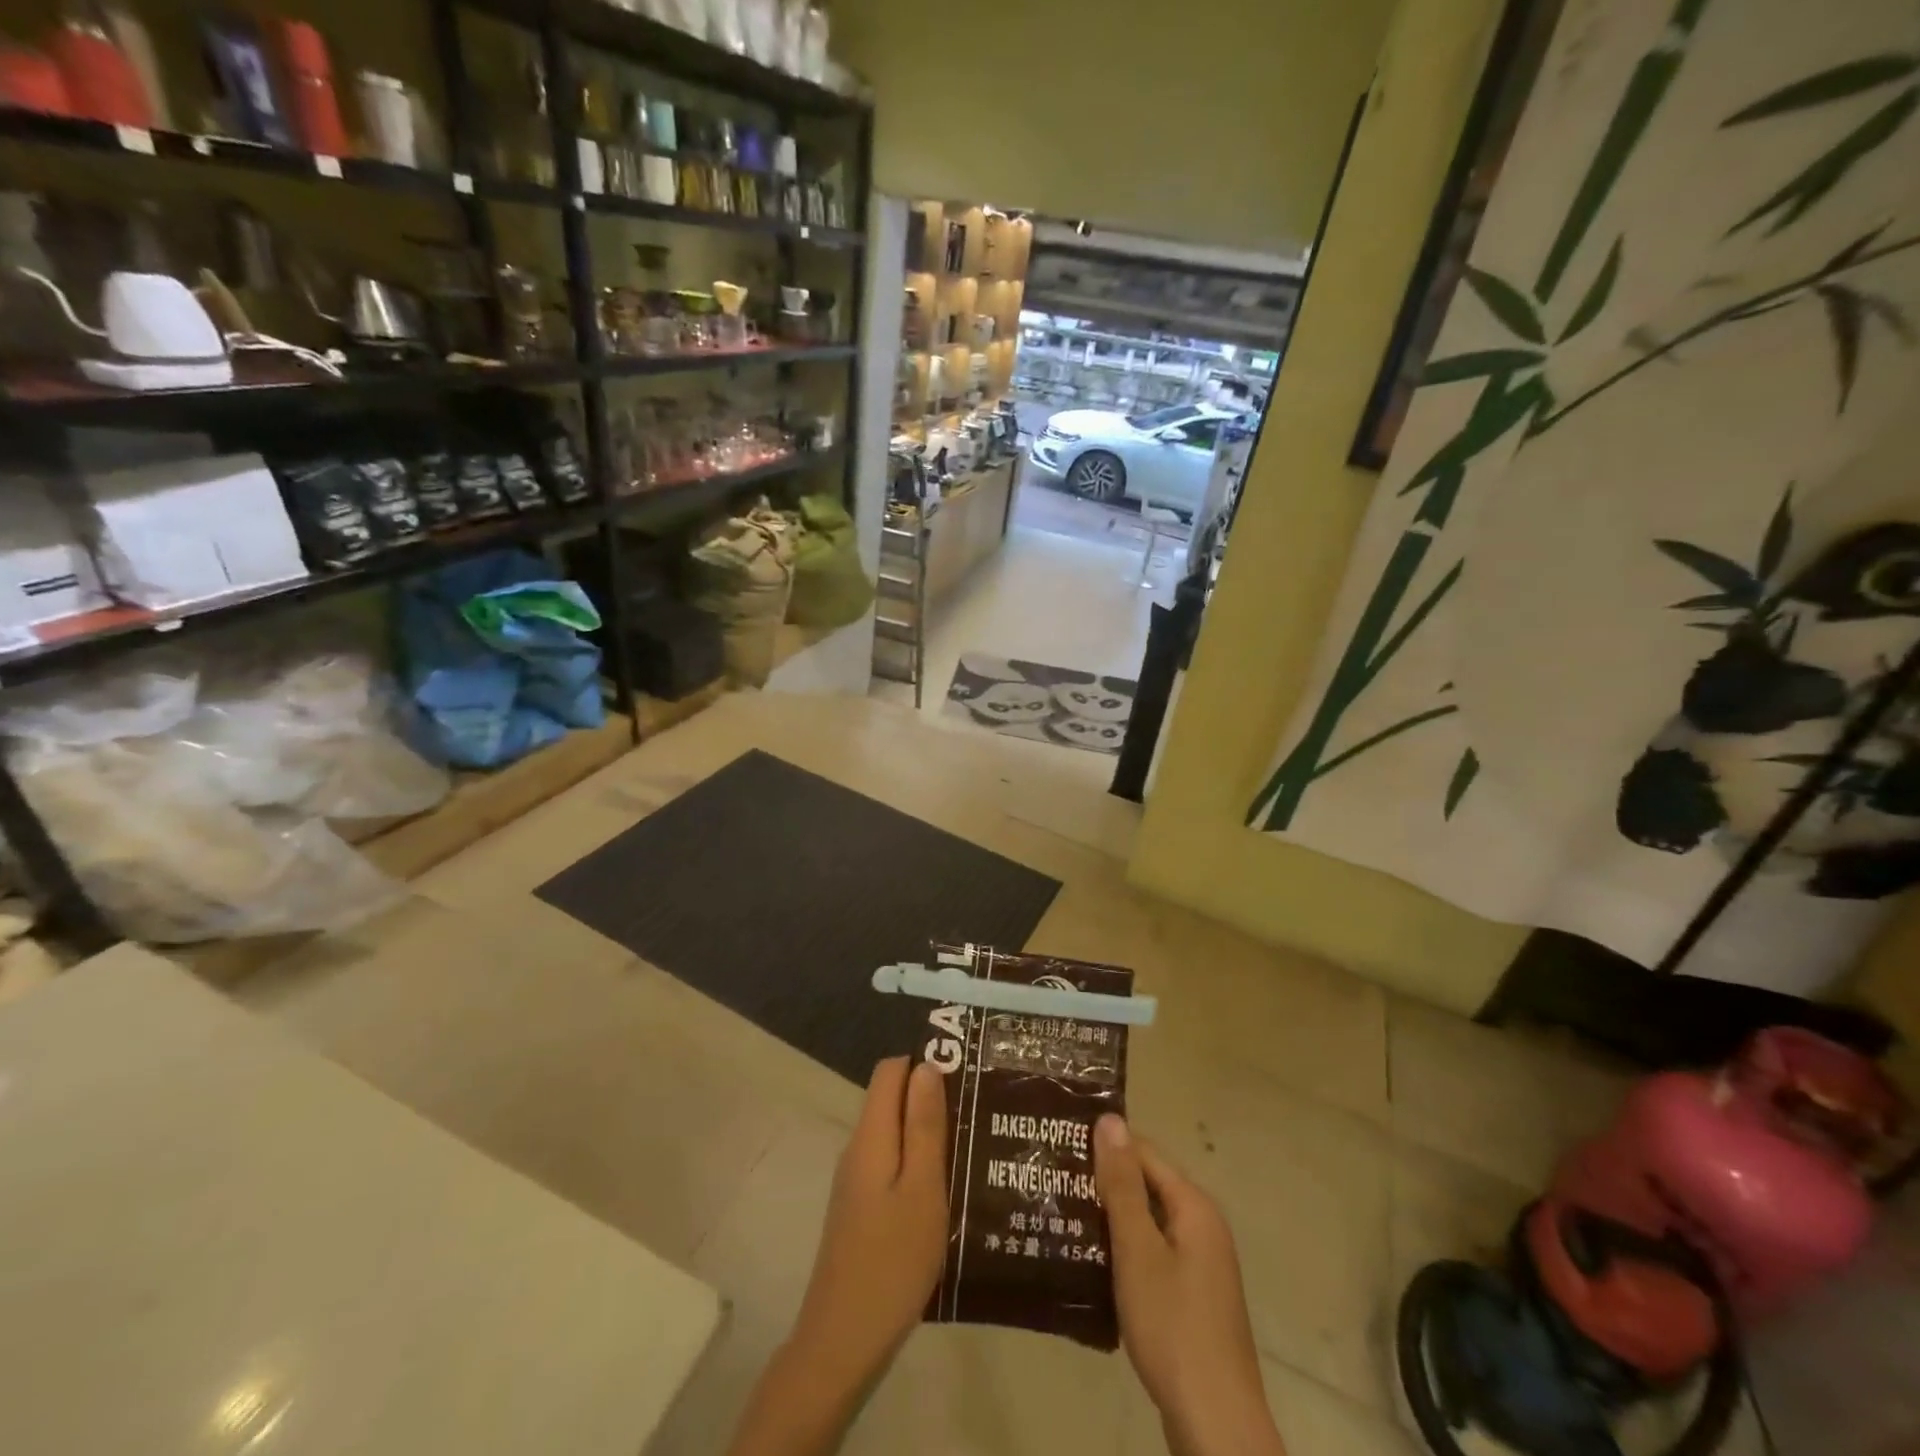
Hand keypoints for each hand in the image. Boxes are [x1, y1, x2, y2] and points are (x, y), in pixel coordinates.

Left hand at [791, 1057, 949, 1384]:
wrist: (843, 1343)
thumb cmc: (892, 1260)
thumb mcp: (922, 1189)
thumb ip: (924, 1126)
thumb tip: (926, 1066)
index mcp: (871, 1136)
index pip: (890, 1070)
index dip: (924, 1063)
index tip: (965, 1075)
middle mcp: (858, 1148)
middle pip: (891, 1099)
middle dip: (931, 1099)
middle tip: (979, 1113)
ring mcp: (856, 1181)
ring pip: (893, 1134)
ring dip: (928, 1134)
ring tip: (974, 1147)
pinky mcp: (860, 1209)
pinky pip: (891, 1165)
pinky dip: (918, 1164)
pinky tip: (948, 1188)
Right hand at [1094, 1115, 1286, 1455]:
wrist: (1216, 1427)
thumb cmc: (1173, 1327)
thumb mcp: (1138, 1250)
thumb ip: (1122, 1185)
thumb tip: (1110, 1119)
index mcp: (1194, 1207)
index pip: (1144, 1153)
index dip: (1104, 1146)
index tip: (1061, 1143)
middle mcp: (1202, 1227)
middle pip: (1147, 1186)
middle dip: (1104, 1182)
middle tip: (1054, 1179)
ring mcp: (1200, 1266)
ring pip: (1148, 1223)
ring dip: (1111, 1219)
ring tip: (1061, 1213)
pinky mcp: (1191, 1298)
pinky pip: (1153, 1255)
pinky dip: (1124, 1252)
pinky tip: (1090, 1261)